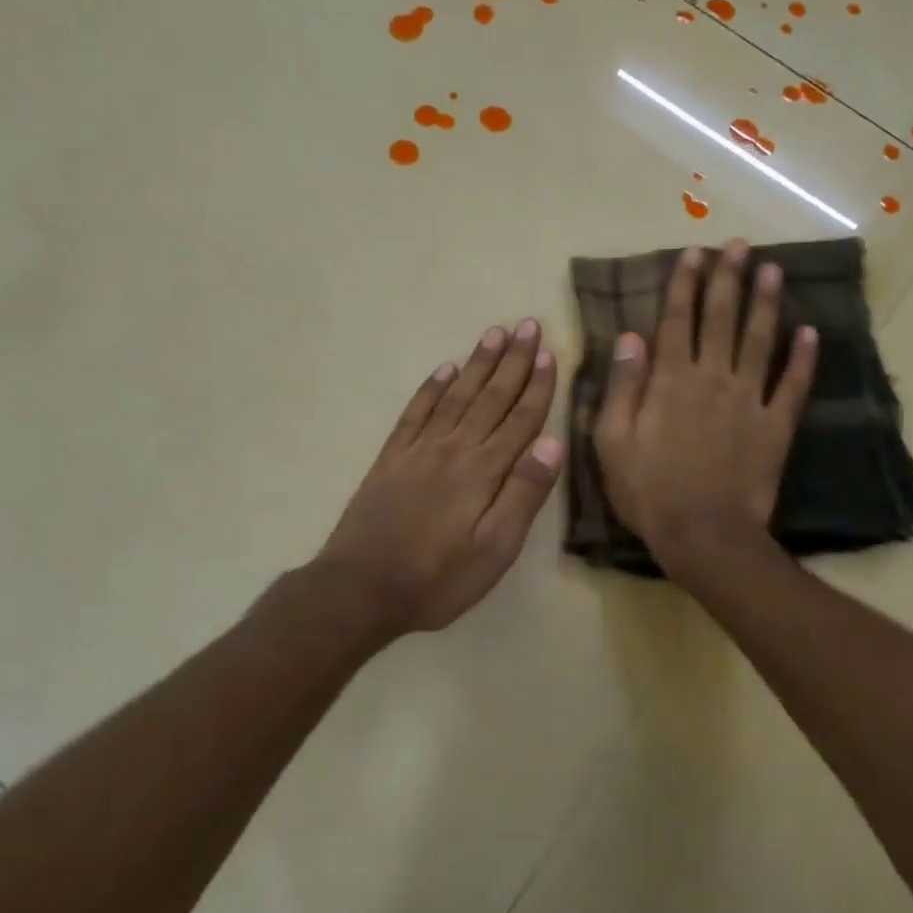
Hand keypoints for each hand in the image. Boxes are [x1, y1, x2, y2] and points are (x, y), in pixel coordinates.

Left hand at [318, 319, 564, 637]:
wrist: (360, 588)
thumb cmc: (437, 578)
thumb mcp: (494, 550)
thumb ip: (523, 495)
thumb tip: (552, 444)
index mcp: (483, 471)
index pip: (519, 419)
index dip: (536, 386)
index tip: (549, 353)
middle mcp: (453, 448)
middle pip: (490, 397)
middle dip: (512, 361)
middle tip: (527, 325)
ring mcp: (419, 450)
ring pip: (456, 396)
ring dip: (477, 363)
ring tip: (494, 333)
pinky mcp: (392, 458)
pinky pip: (416, 412)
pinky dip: (432, 387)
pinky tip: (444, 369)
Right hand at [593, 239, 815, 573]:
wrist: (704, 535)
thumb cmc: (648, 491)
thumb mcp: (613, 442)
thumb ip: (622, 387)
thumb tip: (630, 337)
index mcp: (671, 381)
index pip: (678, 321)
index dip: (684, 284)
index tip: (693, 253)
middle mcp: (713, 379)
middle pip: (722, 319)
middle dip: (728, 279)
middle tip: (738, 246)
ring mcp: (749, 401)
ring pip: (760, 341)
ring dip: (766, 303)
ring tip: (773, 270)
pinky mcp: (776, 426)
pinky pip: (793, 386)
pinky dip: (804, 359)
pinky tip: (810, 332)